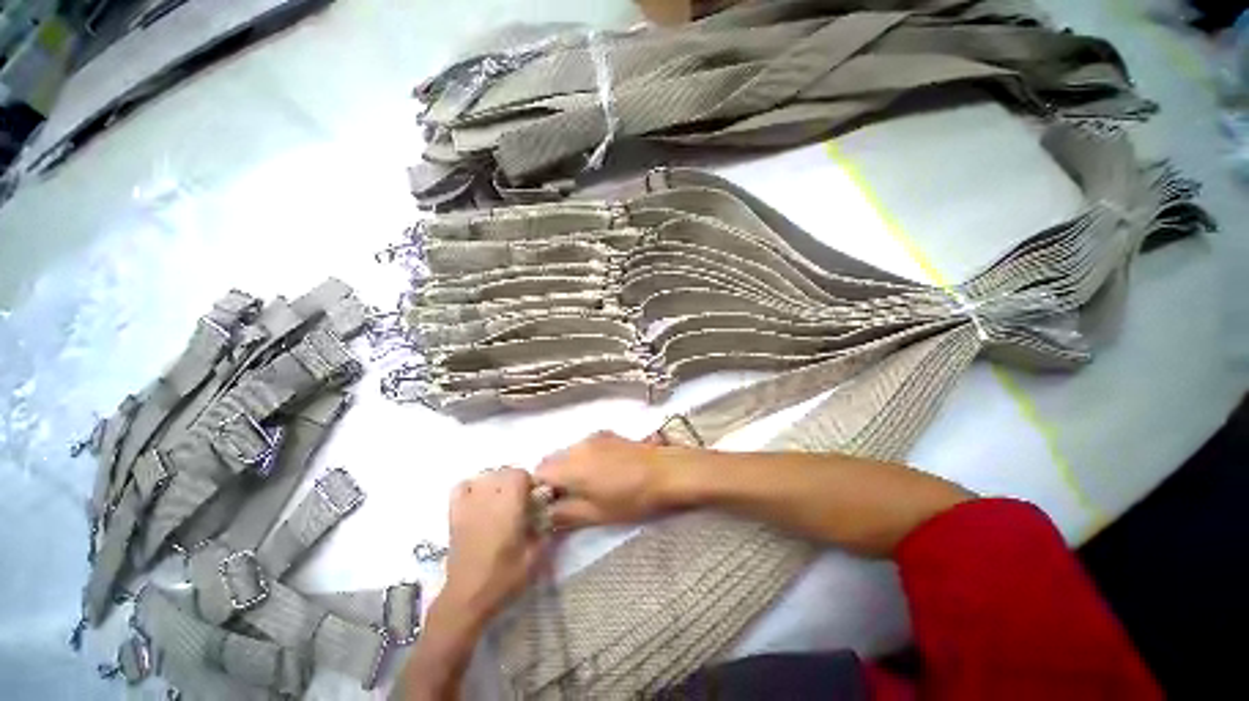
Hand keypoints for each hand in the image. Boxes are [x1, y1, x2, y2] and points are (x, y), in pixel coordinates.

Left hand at [440, 467, 544, 621]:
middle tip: (520, 501)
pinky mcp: (455, 515)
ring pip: (484, 477)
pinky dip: (471, 487)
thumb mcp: (535, 556)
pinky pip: (461, 487)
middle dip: (514, 482)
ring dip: (495, 483)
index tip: (534, 497)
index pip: (519, 474)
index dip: (529, 482)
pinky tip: (478, 500)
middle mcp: (488, 499)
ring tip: (500, 500)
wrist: (467, 598)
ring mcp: (468, 505)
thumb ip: (544, 529)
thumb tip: (549, 512)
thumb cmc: (504, 577)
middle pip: (502, 472)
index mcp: (509, 507)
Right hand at [535, 431, 680, 528]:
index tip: (551, 506)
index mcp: (570, 465)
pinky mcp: (608, 434)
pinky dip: (584, 459)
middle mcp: (578, 445)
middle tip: (569, 499)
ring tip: (590, 486)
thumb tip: (544, 514)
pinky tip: (605, 472)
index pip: (537, 473)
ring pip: (569, 452)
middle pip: (552, 460)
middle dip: (554, 479)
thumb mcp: (595, 514)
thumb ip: (564, 514)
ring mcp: (594, 436)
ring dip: (570, 468)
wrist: (667, 472)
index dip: (539, 491)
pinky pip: (585, 446)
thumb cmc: (631, 498)